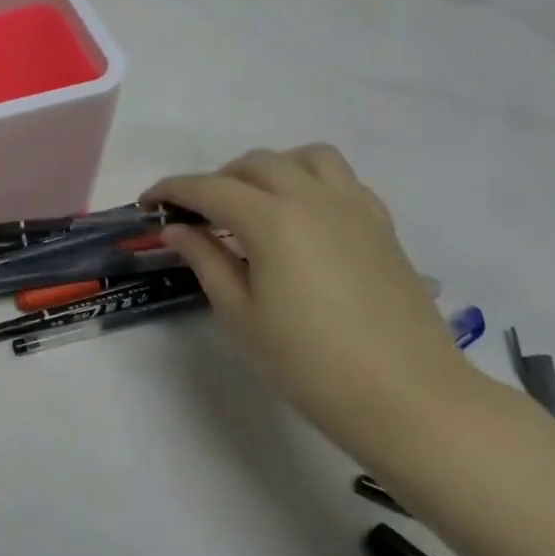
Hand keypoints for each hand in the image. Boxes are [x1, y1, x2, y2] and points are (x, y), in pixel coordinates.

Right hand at [145, 145, 478, 458]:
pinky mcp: (381, 225)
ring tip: (251, 204)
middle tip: (195, 215)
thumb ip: (205, 260)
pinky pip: (340, 180)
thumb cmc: (308, 362)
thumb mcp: (240, 314)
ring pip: (304, 158)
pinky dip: (309, 182)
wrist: (406, 397)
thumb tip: (178, 229)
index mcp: (272, 220)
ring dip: (267, 170)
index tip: (148, 203)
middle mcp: (313, 198)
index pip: (208, 188)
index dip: (171, 190)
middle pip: (254, 164)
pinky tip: (299, 219)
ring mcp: (354, 207)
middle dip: (215, 180)